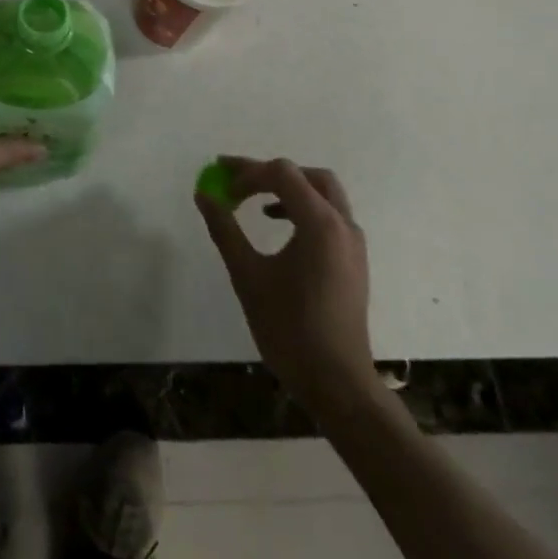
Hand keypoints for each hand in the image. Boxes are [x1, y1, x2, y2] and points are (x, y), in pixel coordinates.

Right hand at [196, 157, 379, 418]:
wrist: (338, 385)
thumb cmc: (290, 329)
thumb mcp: (248, 276)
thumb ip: (225, 229)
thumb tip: (204, 195)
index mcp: (320, 224)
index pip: (282, 174)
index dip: (247, 174)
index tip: (221, 188)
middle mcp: (343, 225)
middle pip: (308, 175)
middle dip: (270, 174)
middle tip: (237, 183)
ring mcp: (353, 243)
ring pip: (323, 194)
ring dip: (289, 190)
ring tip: (255, 204)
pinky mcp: (354, 261)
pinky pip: (329, 216)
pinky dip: (303, 209)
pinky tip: (279, 227)